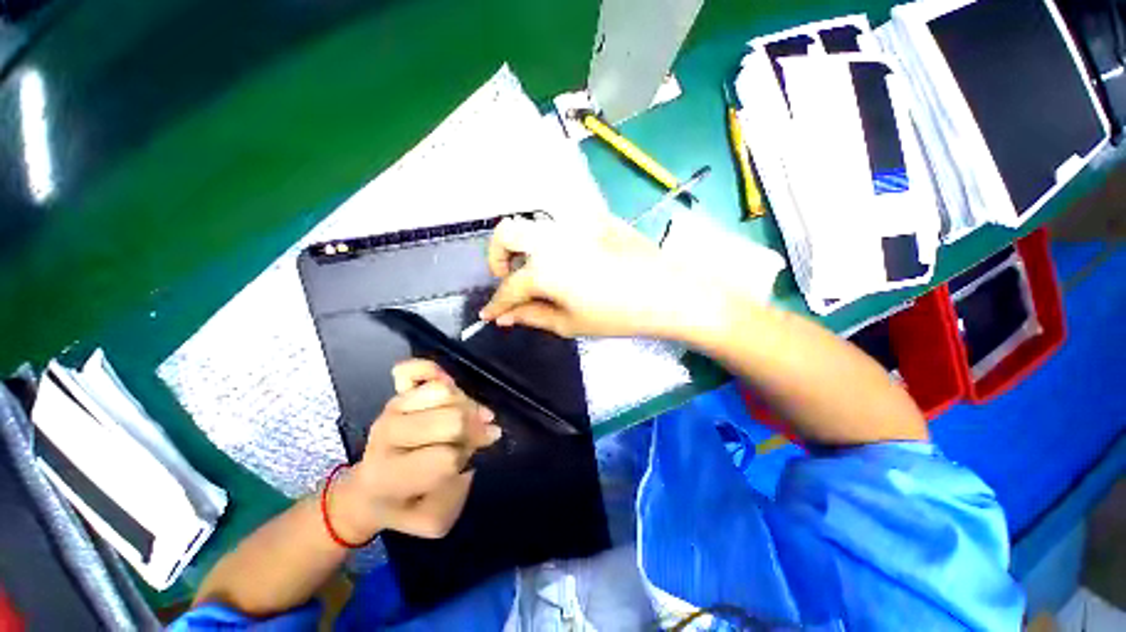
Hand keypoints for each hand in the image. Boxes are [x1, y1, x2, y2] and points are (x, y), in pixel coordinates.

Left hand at [329, 360, 500, 540]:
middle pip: (450, 419)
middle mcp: (386, 436)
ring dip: (466, 404)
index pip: (445, 457)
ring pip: (443, 391)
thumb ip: (457, 494)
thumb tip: (475, 452)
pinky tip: (447, 386)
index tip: (472, 460)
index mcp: (389, 476)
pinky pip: (414, 369)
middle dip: (473, 429)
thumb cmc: (403, 506)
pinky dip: (433, 370)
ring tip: (469, 416)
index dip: (466, 457)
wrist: (367, 490)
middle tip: (481, 436)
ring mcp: (391, 409)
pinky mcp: (395, 394)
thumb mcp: (434, 521)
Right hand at [479, 214, 701, 338]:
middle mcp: (550, 238)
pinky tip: (568, 259)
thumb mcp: (570, 323)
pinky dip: (553, 241)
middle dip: (498, 257)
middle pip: (506, 233)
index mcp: (543, 269)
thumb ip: (532, 317)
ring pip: (532, 223)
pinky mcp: (592, 217)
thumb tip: (505, 318)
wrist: (665, 291)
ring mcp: (572, 223)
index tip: (487, 315)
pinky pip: (562, 223)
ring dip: (524, 246)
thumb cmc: (617, 315)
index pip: (508, 287)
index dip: (495, 304)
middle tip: (511, 279)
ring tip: (538, 270)